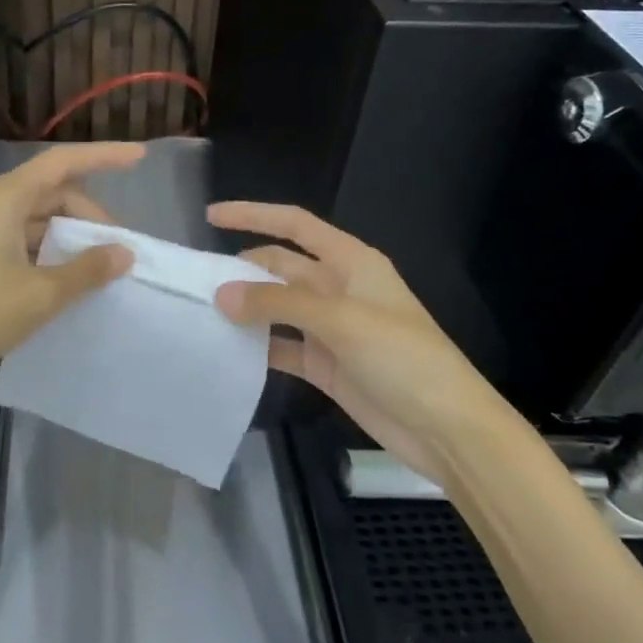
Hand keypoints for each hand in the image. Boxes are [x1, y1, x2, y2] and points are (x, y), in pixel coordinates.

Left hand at [0, 143, 143, 398]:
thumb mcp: (40, 295)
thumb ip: (86, 270)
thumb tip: (123, 253)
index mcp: (2, 198)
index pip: (62, 162)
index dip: (104, 157)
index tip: (140, 158)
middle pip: (48, 192)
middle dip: (87, 215)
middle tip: (117, 251)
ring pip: (29, 219)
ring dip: (64, 237)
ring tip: (93, 270)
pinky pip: (11, 239)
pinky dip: (40, 252)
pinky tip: (56, 282)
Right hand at [209, 202, 512, 484]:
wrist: (446, 428)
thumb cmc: (402, 357)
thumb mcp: (341, 320)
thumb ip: (279, 303)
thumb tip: (222, 294)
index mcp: (351, 261)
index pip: (295, 225)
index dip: (254, 215)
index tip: (211, 216)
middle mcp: (338, 288)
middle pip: (281, 266)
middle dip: (242, 269)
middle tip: (196, 282)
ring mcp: (330, 328)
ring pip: (277, 307)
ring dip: (246, 308)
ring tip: (200, 313)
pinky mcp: (325, 364)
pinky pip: (282, 346)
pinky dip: (257, 347)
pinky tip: (226, 351)